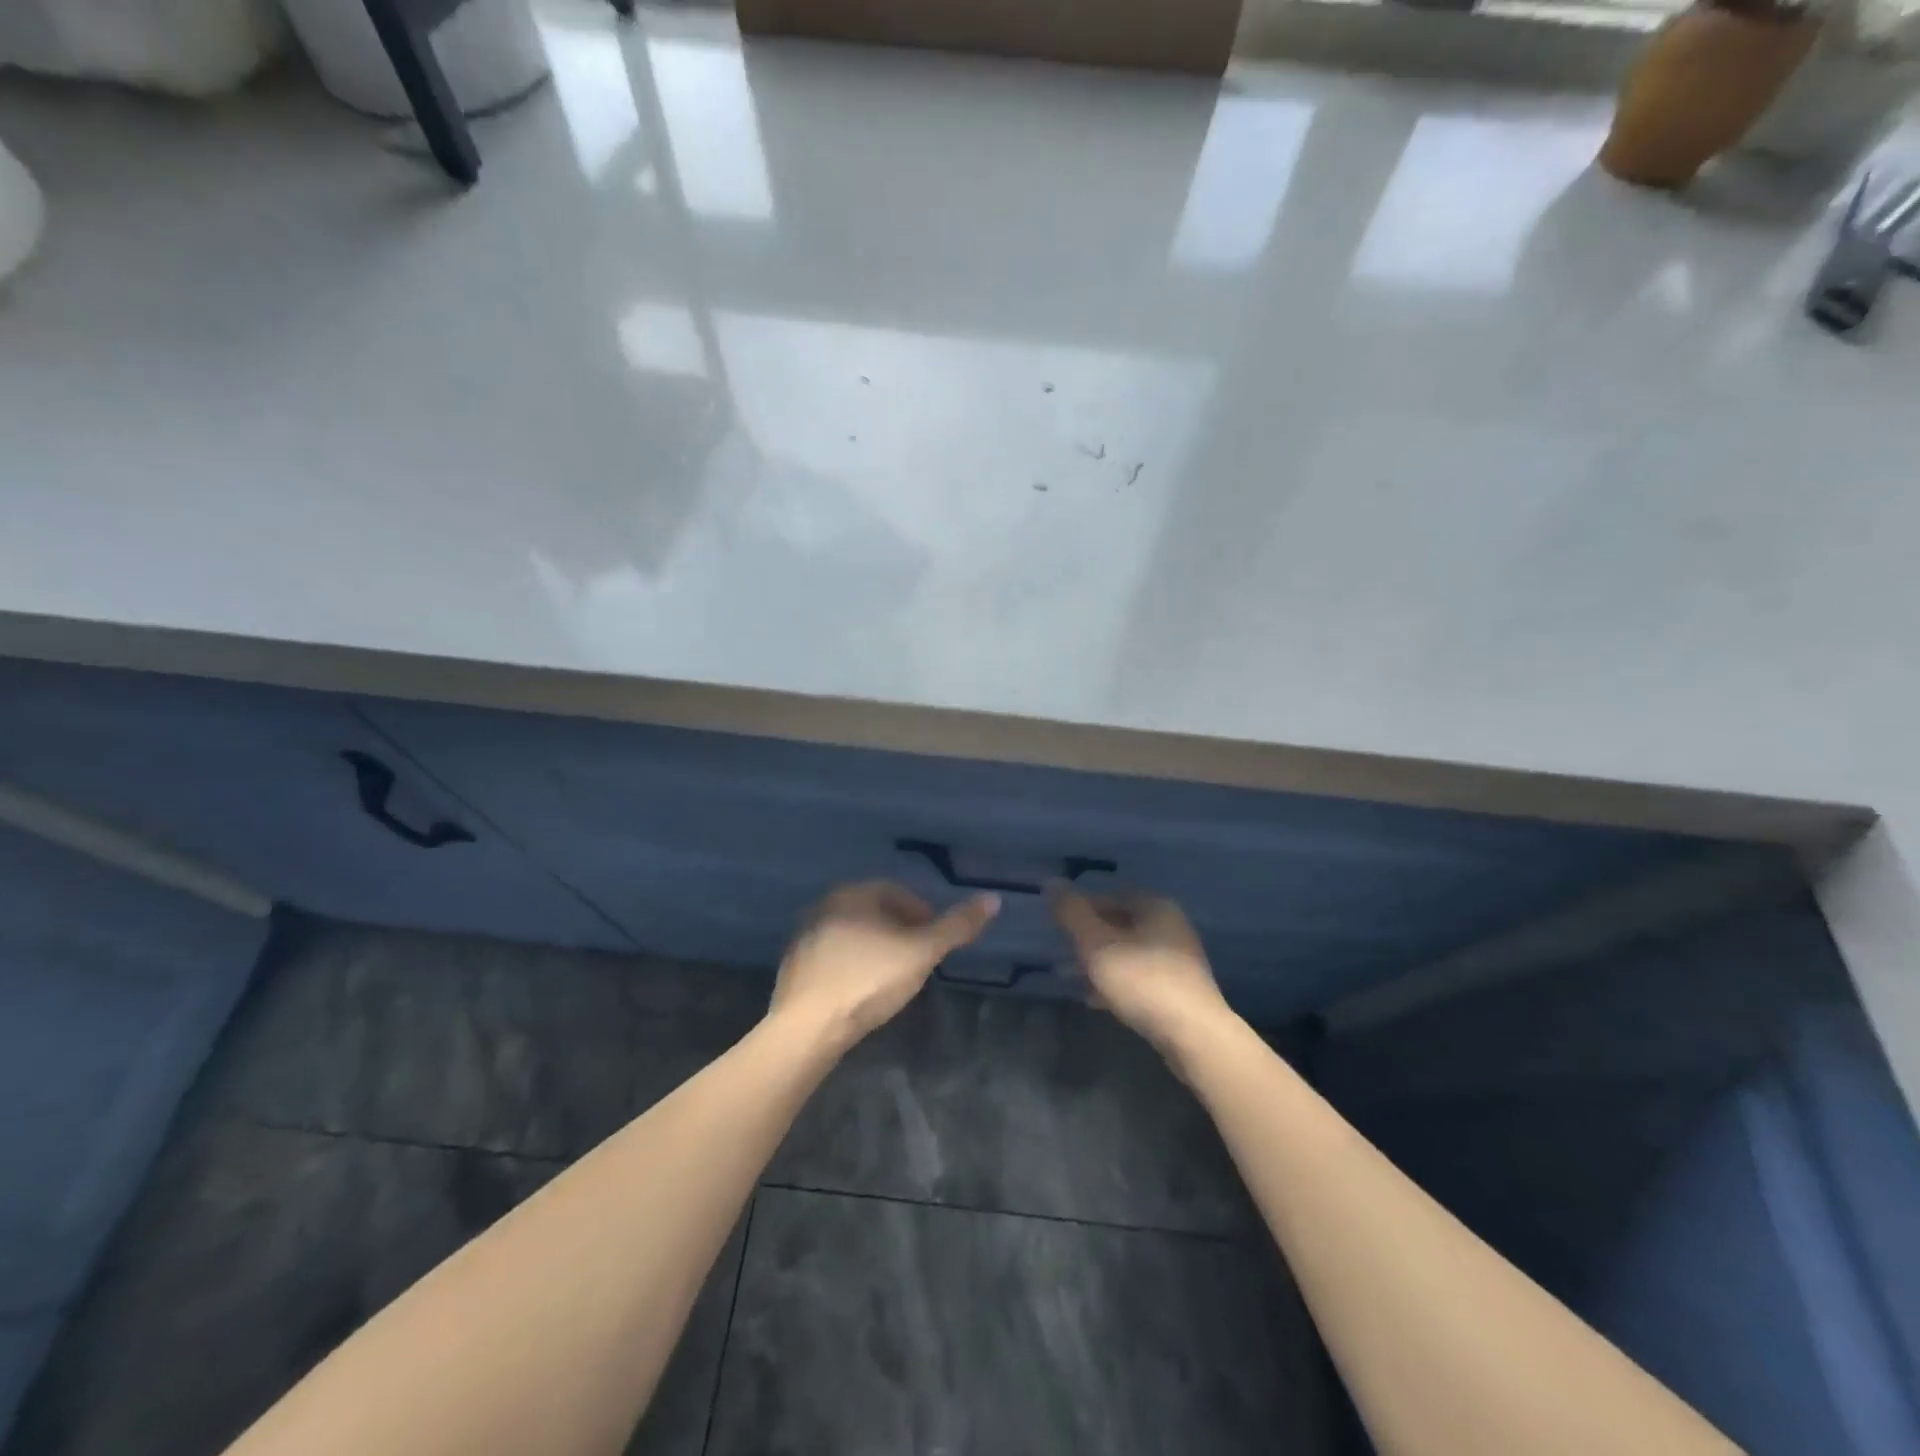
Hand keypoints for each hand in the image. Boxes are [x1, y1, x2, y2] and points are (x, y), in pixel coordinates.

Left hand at [770, 881, 998, 1052]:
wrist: (808, 1027)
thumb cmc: (869, 980)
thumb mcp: (921, 952)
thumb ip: (956, 927)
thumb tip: (993, 899)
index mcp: (853, 894)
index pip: (896, 891)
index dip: (921, 913)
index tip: (934, 939)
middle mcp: (825, 906)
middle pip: (873, 911)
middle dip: (899, 930)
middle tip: (918, 959)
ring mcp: (805, 936)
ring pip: (851, 934)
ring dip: (874, 948)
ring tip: (892, 977)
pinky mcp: (794, 967)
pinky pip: (833, 958)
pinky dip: (852, 966)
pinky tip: (861, 992)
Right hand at [1049, 887, 1235, 1056]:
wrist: (1193, 1036)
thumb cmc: (1142, 980)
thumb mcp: (1097, 944)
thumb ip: (1072, 913)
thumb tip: (1051, 882)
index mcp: (1155, 907)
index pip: (1108, 897)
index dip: (1080, 910)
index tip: (1058, 930)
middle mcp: (1171, 927)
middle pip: (1119, 925)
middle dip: (1088, 940)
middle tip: (1063, 956)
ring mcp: (1178, 960)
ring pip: (1128, 953)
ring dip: (1100, 964)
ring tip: (1073, 980)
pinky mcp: (1180, 991)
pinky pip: (1140, 978)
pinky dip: (1117, 983)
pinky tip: (1097, 1000)